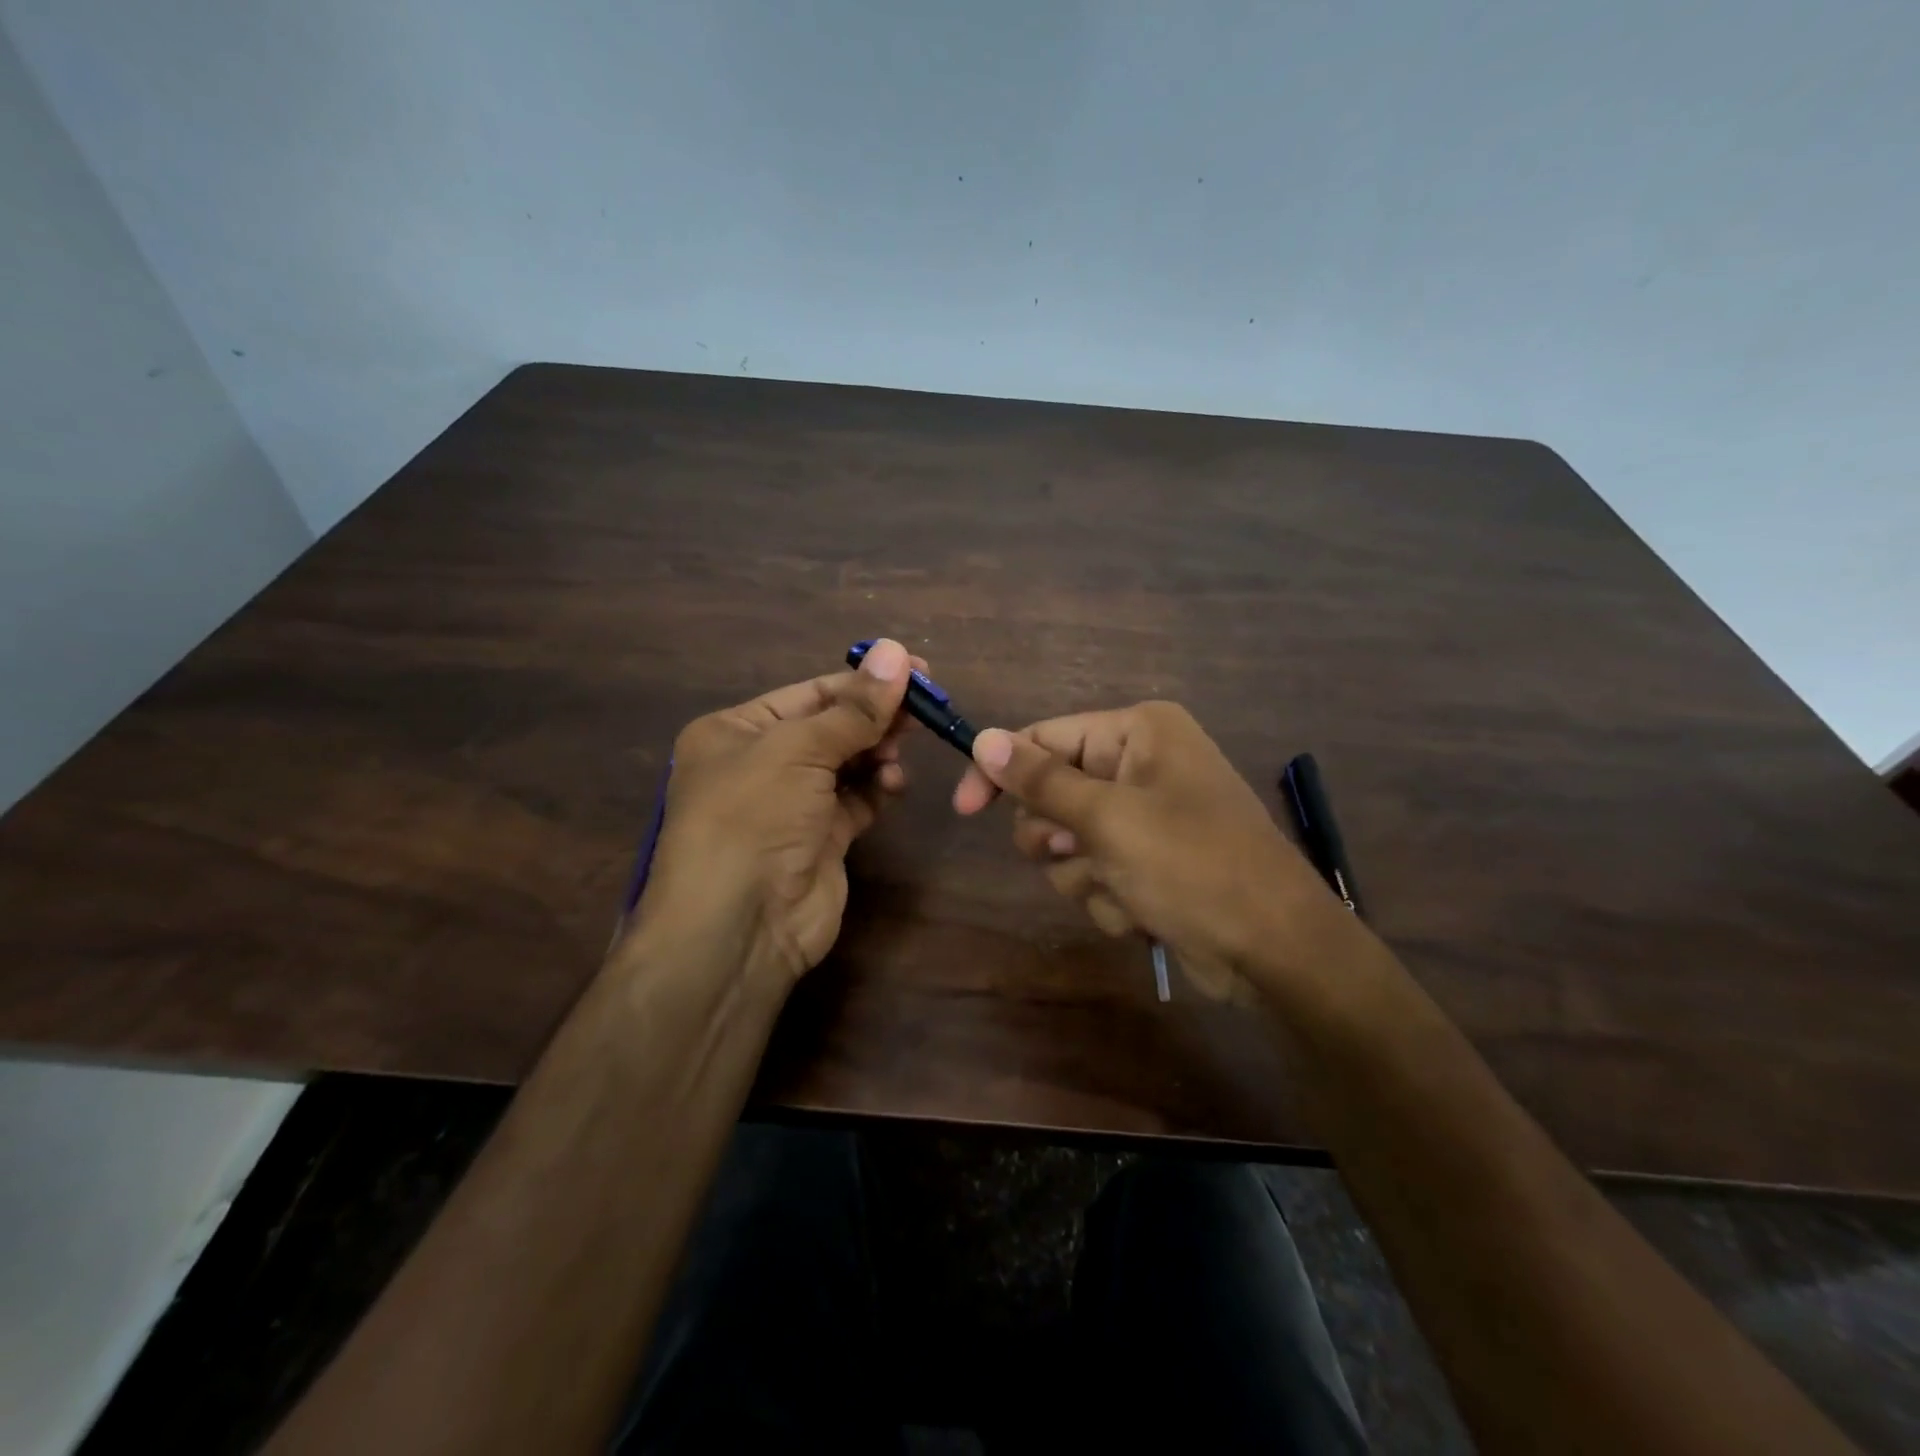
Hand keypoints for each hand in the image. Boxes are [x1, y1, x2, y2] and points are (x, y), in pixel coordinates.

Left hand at [635, 639, 918, 987]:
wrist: (740, 926)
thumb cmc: (754, 816)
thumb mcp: (799, 749)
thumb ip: (854, 708)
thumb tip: (897, 651)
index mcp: (737, 732)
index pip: (809, 694)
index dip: (862, 681)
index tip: (915, 668)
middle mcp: (761, 764)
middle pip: (831, 726)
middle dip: (875, 716)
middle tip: (925, 705)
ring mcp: (792, 804)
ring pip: (848, 763)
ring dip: (877, 752)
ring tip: (900, 749)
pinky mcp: (821, 839)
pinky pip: (857, 800)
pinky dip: (878, 789)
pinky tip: (893, 785)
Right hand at [952, 701, 1341, 999]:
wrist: (1273, 950)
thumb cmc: (1193, 866)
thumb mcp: (1108, 819)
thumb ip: (1040, 780)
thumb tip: (982, 738)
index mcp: (1138, 733)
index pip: (1044, 738)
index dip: (1001, 772)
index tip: (964, 810)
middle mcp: (1140, 764)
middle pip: (1051, 794)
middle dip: (1059, 836)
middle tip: (1082, 852)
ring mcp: (1145, 816)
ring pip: (1067, 842)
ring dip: (1085, 875)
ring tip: (1126, 888)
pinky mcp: (1148, 862)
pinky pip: (1095, 873)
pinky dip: (1109, 897)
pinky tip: (1144, 912)